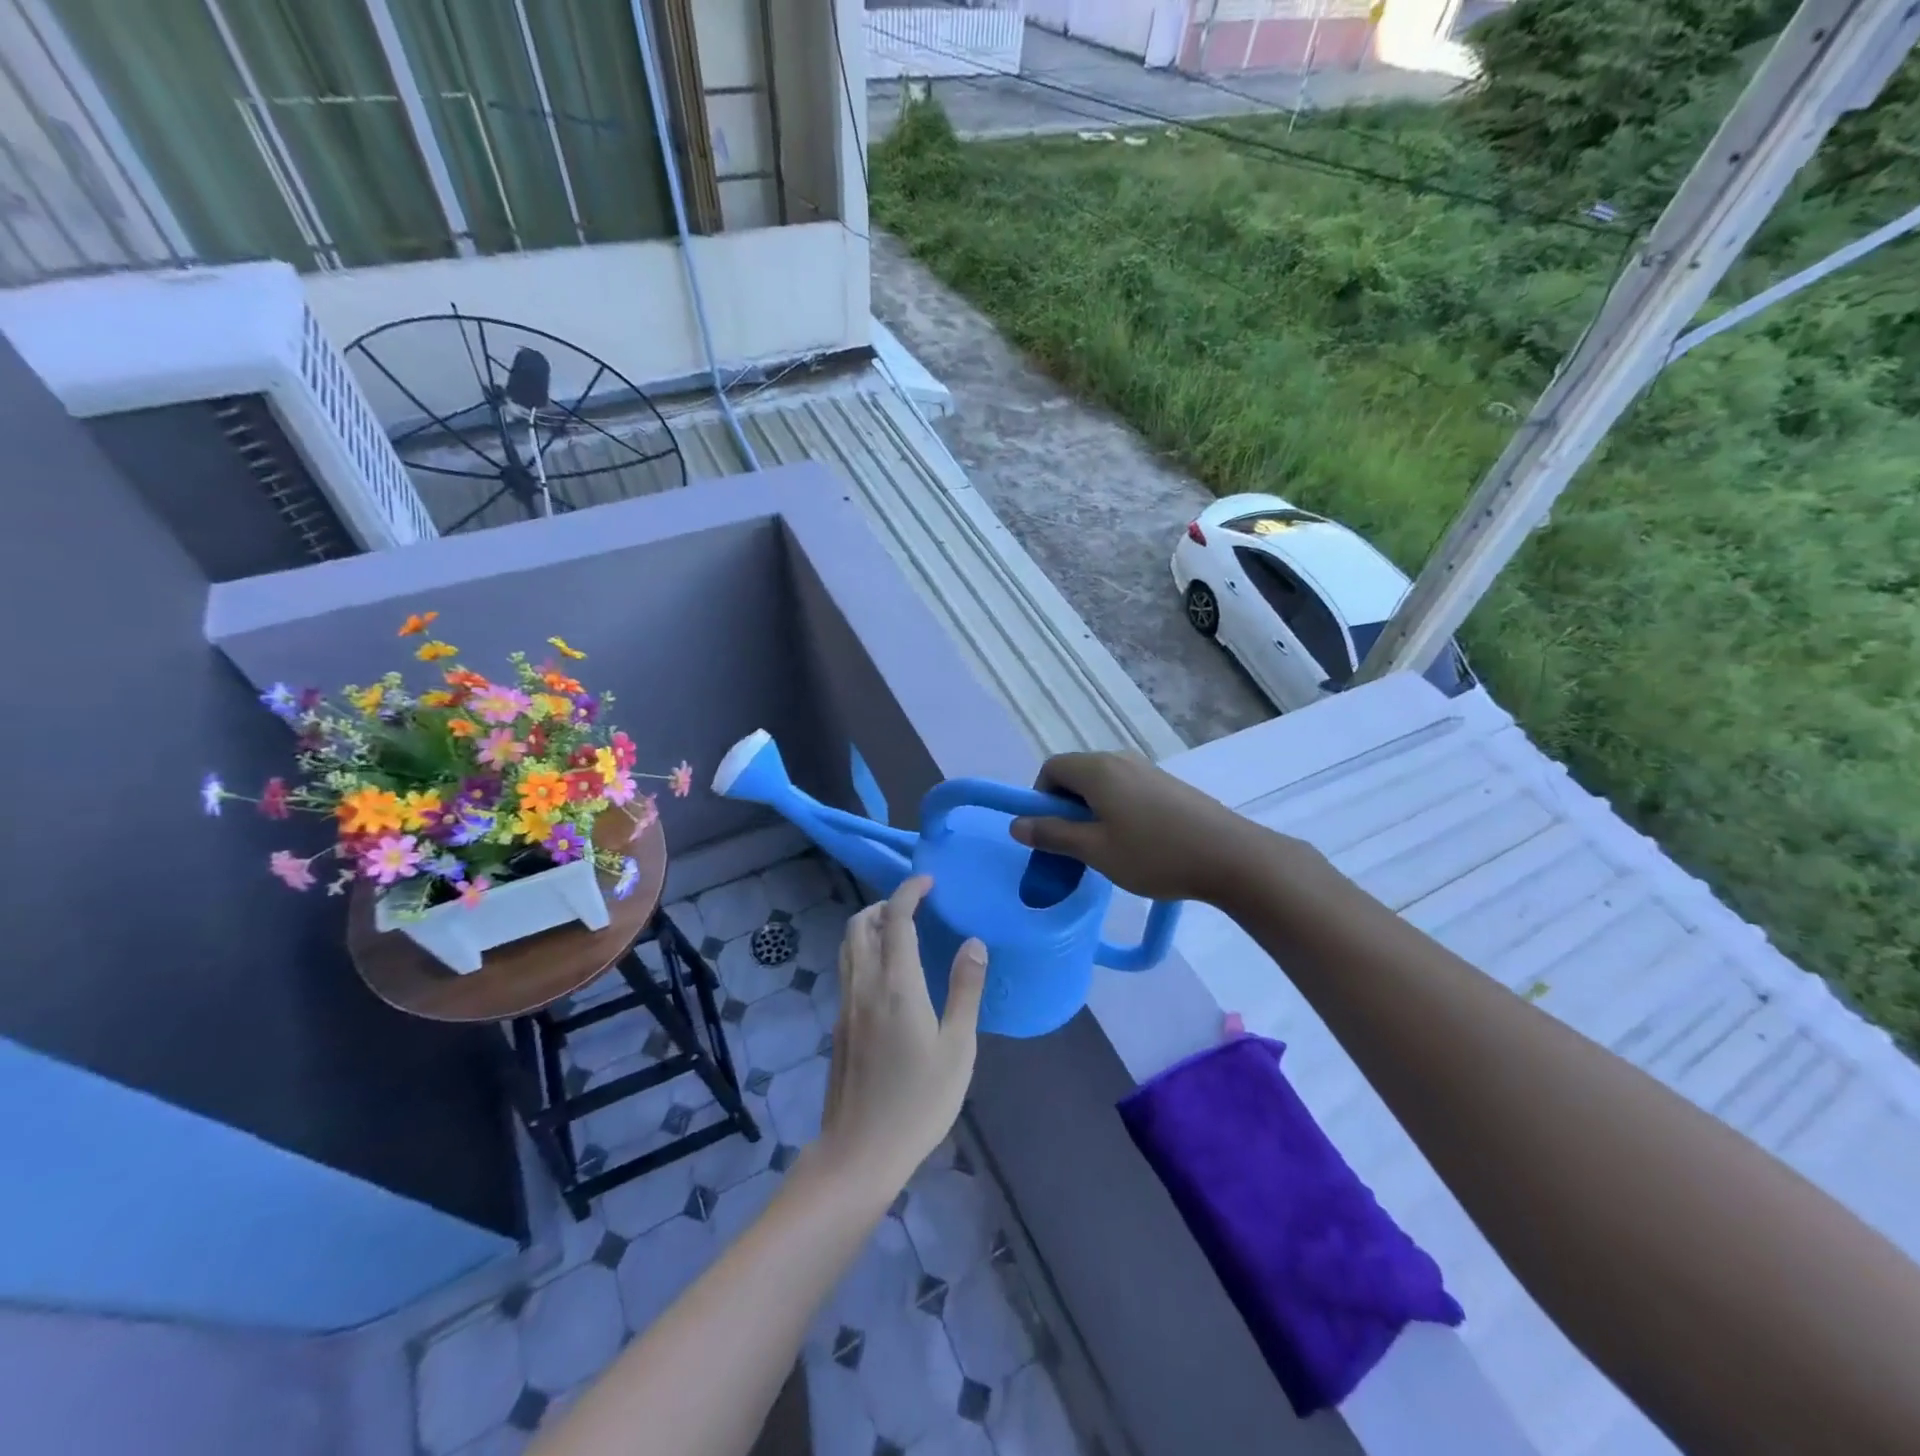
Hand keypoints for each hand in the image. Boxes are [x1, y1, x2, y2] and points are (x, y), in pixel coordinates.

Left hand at [814, 875, 986, 1200]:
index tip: (928, 881)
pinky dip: (864, 950)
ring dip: (870, 925)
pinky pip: (847, 968)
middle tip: (914, 906)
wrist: (860, 1151)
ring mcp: (846, 1004)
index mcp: (896, 985)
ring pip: (848, 945)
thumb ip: (965, 990)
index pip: (895, 919)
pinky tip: (888, 972)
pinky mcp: (839, 1023)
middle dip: (884, 904)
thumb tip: (974, 943)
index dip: (909, 891)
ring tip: (900, 931)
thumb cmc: (919, 1101)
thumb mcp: (958, 1048)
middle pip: (860, 924)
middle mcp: (864, 985)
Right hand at [1008, 751, 1269, 904]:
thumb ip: (1052, 835)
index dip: (1039, 798)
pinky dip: (1115, 812)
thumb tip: (1016, 824)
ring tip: (1104, 851)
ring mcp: (1147, 770)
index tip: (1048, 834)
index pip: (1051, 768)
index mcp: (1097, 769)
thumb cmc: (1154, 854)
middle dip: (1064, 809)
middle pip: (1076, 775)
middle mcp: (1120, 759)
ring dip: (1090, 813)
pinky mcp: (1167, 786)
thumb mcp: (1095, 850)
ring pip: (1102, 786)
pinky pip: (1126, 791)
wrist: (1231, 856)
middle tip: (1072, 848)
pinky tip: (1134, 845)